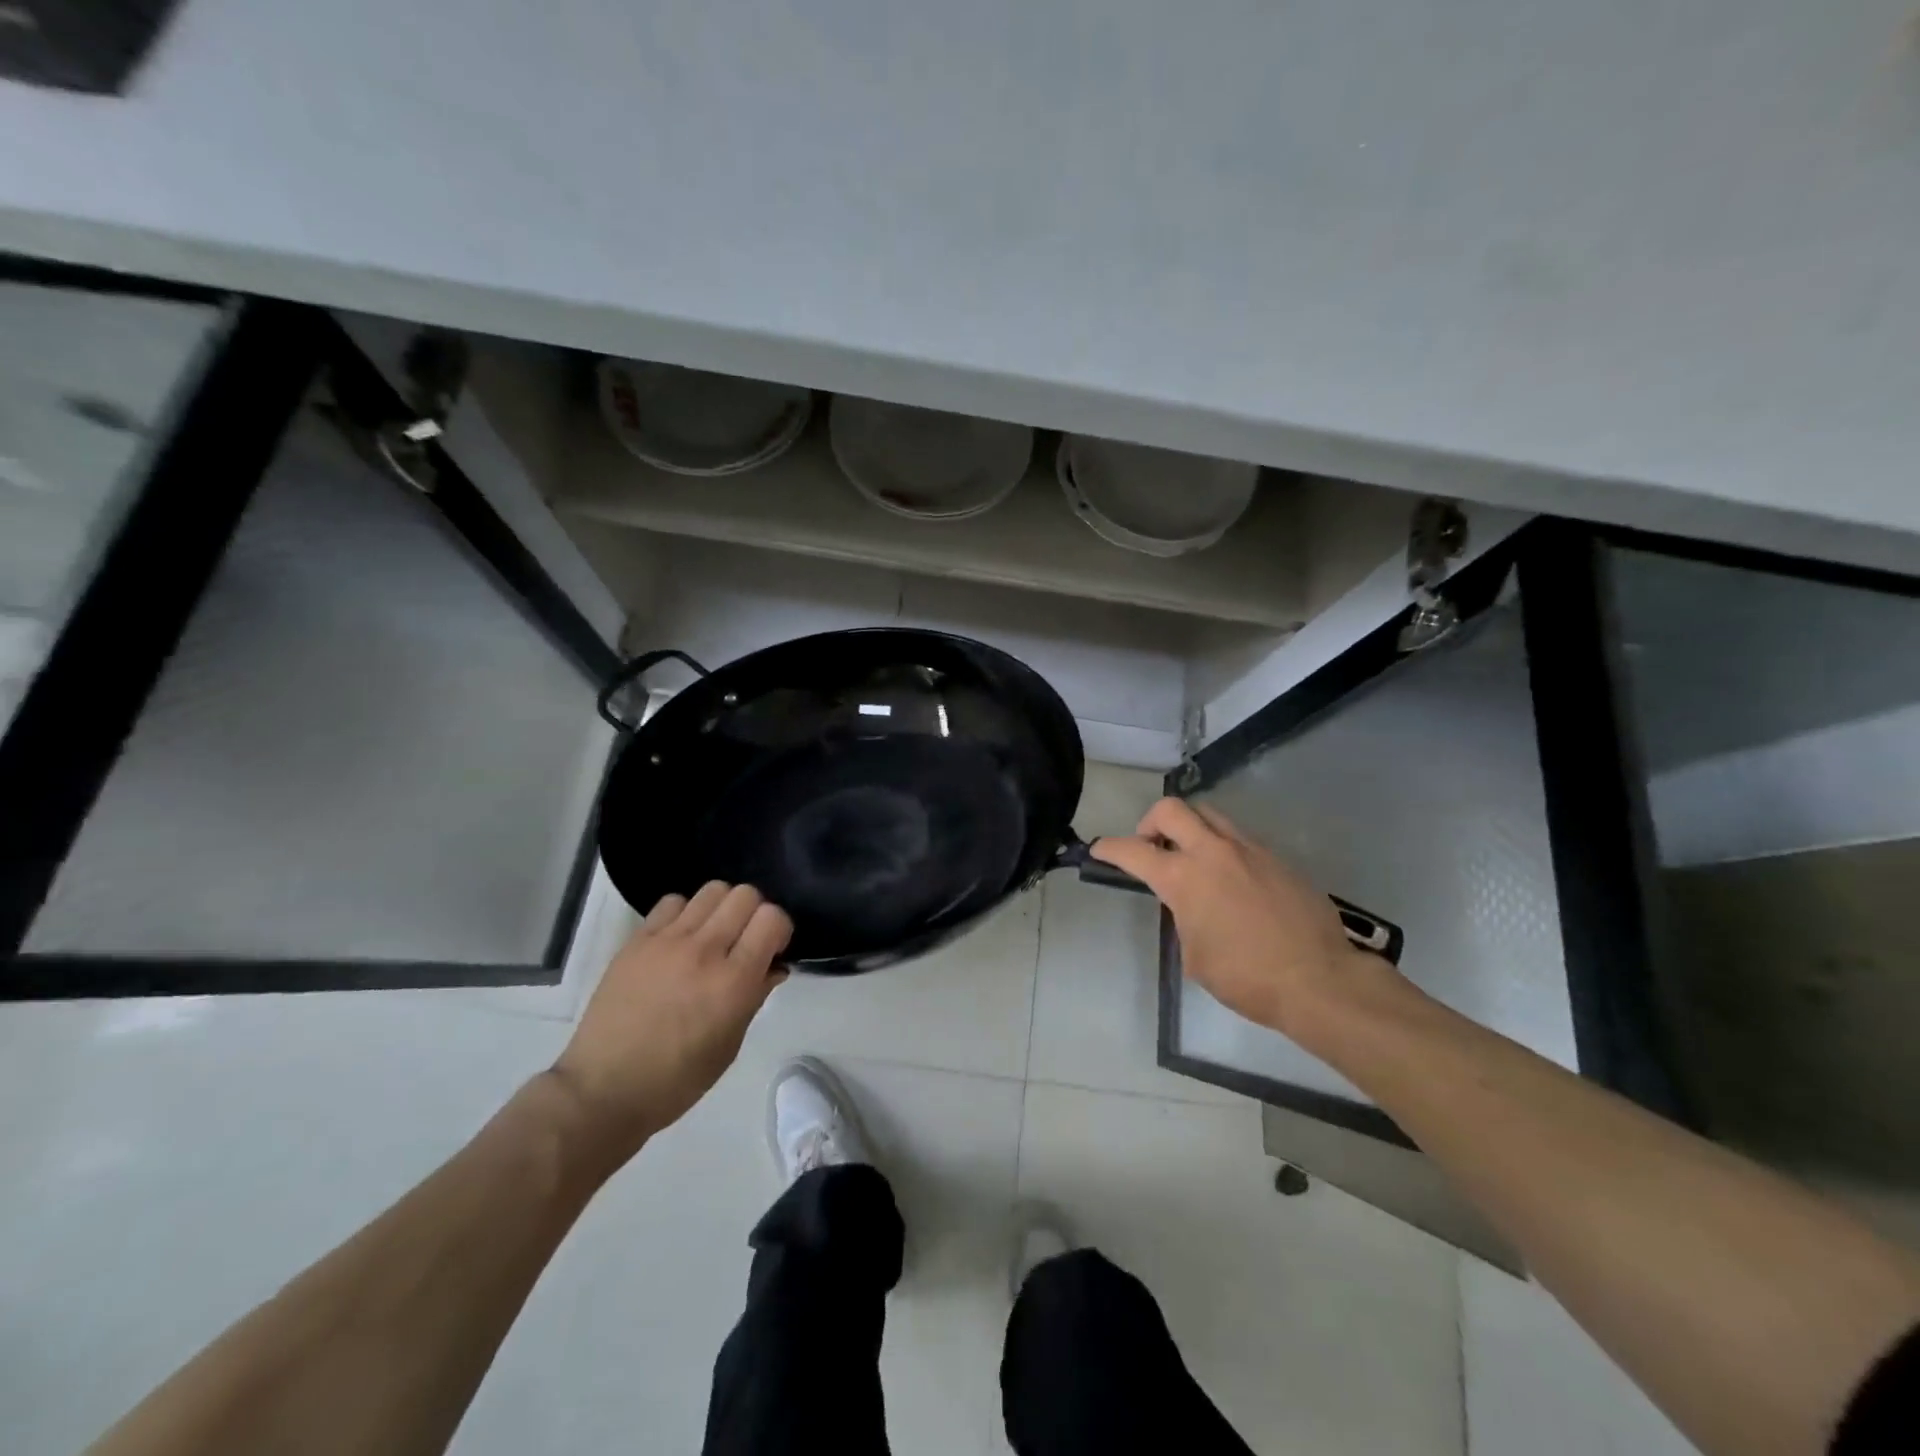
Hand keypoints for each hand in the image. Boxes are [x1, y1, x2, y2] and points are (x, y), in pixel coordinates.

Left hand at [549, 882, 791, 1163]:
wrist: (604, 1090)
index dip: (779, 929)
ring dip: (722, 908)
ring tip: (713, 936)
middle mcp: (704, 951)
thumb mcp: (730, 1045)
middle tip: (745, 941)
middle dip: (754, 913)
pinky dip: (685, 913)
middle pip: (745, 895)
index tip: (772, 950)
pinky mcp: (637, 940)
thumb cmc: (677, 1080)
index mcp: (733, 982)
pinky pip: (672, 902)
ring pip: (712, 890)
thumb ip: (755, 996)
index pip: (772, 918)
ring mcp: (667, 941)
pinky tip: (680, 938)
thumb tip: (773, 966)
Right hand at [1091, 798, 1385, 1040]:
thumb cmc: (1246, 977)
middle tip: (1152, 848)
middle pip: (1172, 809)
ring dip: (1191, 828)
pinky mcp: (1277, 858)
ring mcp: (1249, 850)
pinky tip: (1231, 879)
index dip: (1110, 848)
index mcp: (1184, 878)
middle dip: (1150, 822)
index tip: (1099, 850)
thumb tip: (1191, 905)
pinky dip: (1223, 847)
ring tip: (1192, 858)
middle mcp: (1213, 852)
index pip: (1133, 851)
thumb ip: (1184, 917)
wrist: (1319, 980)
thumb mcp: (1195, 955)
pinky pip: (1240, 838)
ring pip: (1209, 815)